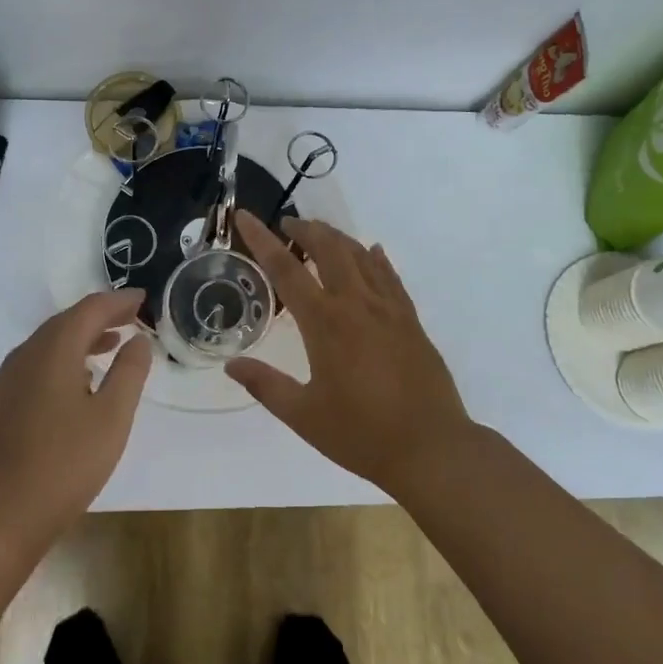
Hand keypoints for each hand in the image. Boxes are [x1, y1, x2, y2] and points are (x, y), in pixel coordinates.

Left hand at [0, 290, 152, 560]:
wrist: (0, 515)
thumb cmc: (65, 464)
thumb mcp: (112, 417)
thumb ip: (129, 372)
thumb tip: (138, 340)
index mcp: (54, 350)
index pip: (90, 309)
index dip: (119, 301)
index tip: (143, 299)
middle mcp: (26, 354)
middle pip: (67, 321)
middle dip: (101, 315)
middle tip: (132, 317)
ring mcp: (9, 378)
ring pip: (50, 342)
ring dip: (82, 336)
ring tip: (113, 343)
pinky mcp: (1, 401)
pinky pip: (38, 362)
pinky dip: (64, 357)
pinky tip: (80, 379)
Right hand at [227, 211, 473, 496]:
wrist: (431, 448)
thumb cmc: (361, 434)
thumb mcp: (303, 415)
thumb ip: (265, 385)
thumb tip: (231, 365)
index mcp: (325, 323)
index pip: (286, 269)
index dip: (261, 239)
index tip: (244, 215)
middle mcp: (356, 304)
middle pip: (329, 248)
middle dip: (305, 229)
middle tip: (287, 226)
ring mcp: (389, 309)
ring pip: (361, 255)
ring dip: (337, 238)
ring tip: (320, 235)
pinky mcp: (411, 321)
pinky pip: (390, 277)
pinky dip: (376, 259)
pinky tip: (372, 252)